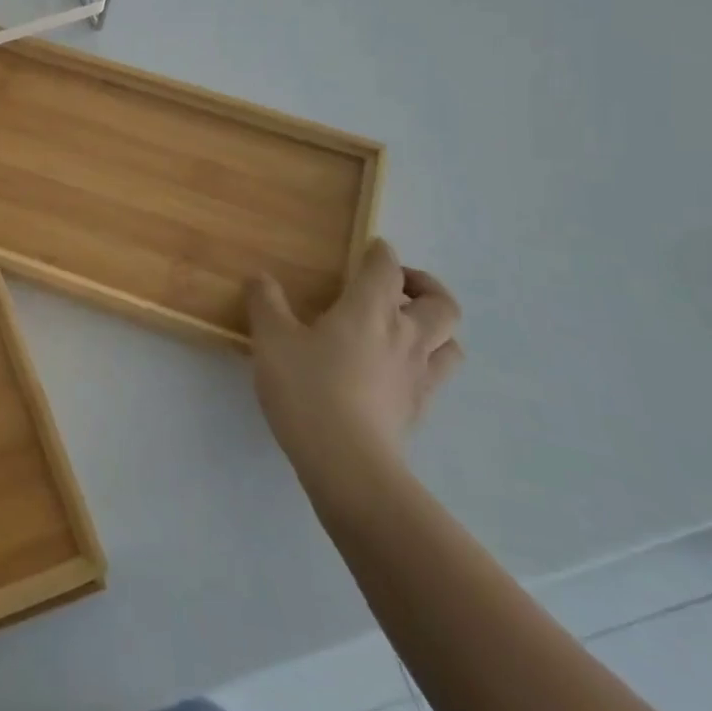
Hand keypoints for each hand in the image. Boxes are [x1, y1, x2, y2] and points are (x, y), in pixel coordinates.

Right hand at [248, 240, 462, 489]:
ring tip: (408, 328)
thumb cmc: (307, 389)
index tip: (372, 248)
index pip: (386, 268)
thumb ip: (266, 303)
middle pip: (441, 304)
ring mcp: (418, 376)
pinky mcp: (419, 410)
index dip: (381, 253)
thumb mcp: (271, 339)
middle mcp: (404, 336)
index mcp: (369, 310)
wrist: (347, 462)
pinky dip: (427, 364)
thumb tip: (260, 277)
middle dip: (425, 287)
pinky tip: (399, 371)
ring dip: (436, 328)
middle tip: (398, 287)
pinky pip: (437, 377)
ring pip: (451, 342)